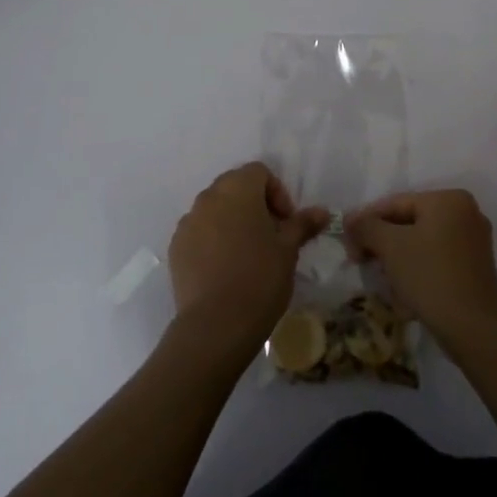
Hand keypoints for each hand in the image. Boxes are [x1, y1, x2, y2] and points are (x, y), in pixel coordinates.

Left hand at [168, 163, 329, 354]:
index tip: (286, 223)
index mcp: (237, 190)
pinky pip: (199, 232)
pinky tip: (225, 269)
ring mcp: (187, 222)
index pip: (259, 172)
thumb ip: (302, 224)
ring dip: (232, 222)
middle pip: (234, 187)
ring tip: (248, 254)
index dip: (277, 193)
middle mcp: (208, 198)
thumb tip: (322, 211)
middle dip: (255, 205)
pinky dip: (213, 240)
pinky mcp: (175, 248)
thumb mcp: (288, 250)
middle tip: (271, 236)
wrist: (216, 324)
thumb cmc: (259, 278)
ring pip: (215, 210)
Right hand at [345, 189, 496, 351]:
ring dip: (396, 260)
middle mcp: (465, 214)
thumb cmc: (430, 276)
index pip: (395, 203)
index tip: (347, 243)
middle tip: (360, 261)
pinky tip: (404, 294)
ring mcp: (473, 242)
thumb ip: (366, 226)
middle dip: (382, 244)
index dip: (366, 221)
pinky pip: (435, 260)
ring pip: (420, 243)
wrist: (473, 327)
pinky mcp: (474, 268)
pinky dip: (417, 271)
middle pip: (408, 223)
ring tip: (383, 281)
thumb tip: (350, 220)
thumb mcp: (390, 246)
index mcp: (448, 200)